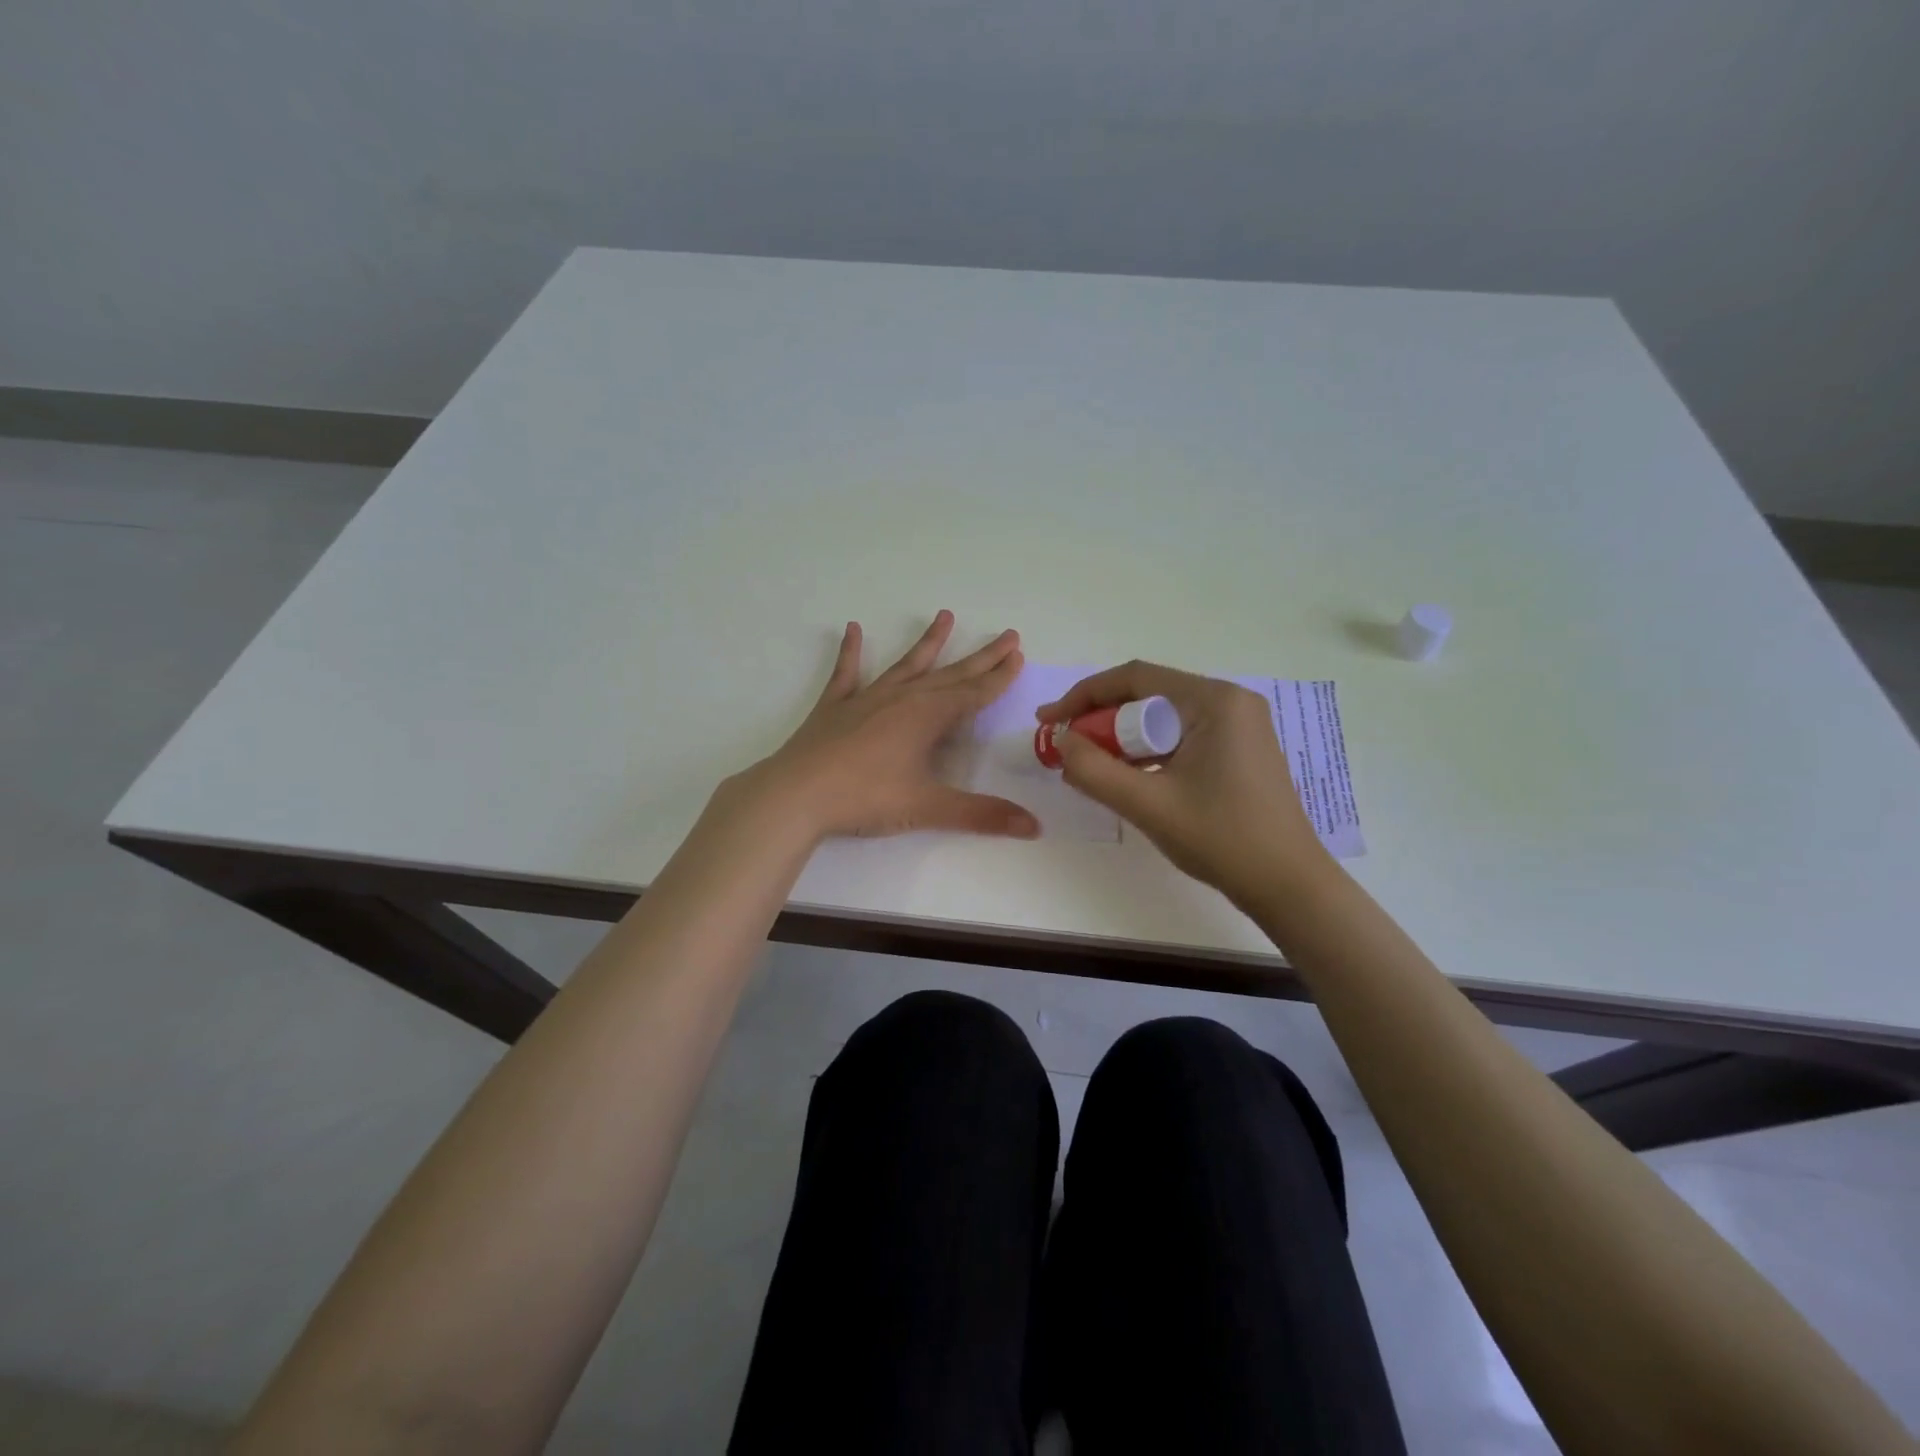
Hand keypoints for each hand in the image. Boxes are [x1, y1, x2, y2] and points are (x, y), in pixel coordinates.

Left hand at [738, 611, 1039, 841]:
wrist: (796, 794)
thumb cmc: (866, 798)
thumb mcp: (928, 808)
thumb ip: (981, 815)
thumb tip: (1034, 827)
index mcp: (927, 717)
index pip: (974, 693)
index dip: (999, 677)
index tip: (1018, 656)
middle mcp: (902, 698)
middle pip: (950, 674)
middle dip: (981, 657)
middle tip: (1007, 635)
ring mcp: (866, 699)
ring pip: (906, 665)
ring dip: (928, 643)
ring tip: (945, 616)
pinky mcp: (835, 707)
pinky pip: (846, 673)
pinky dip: (850, 652)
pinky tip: (852, 629)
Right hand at [1036, 661, 1330, 904]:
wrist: (1288, 885)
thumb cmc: (1221, 839)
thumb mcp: (1147, 804)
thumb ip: (1094, 770)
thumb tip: (1061, 741)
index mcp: (1214, 701)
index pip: (1134, 678)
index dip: (1084, 696)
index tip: (1048, 720)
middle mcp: (1229, 701)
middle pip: (1148, 695)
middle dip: (1102, 719)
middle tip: (1067, 747)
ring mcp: (1238, 725)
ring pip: (1163, 718)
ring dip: (1123, 738)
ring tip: (1090, 765)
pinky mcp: (1239, 749)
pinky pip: (1180, 736)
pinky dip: (1148, 751)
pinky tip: (1128, 776)